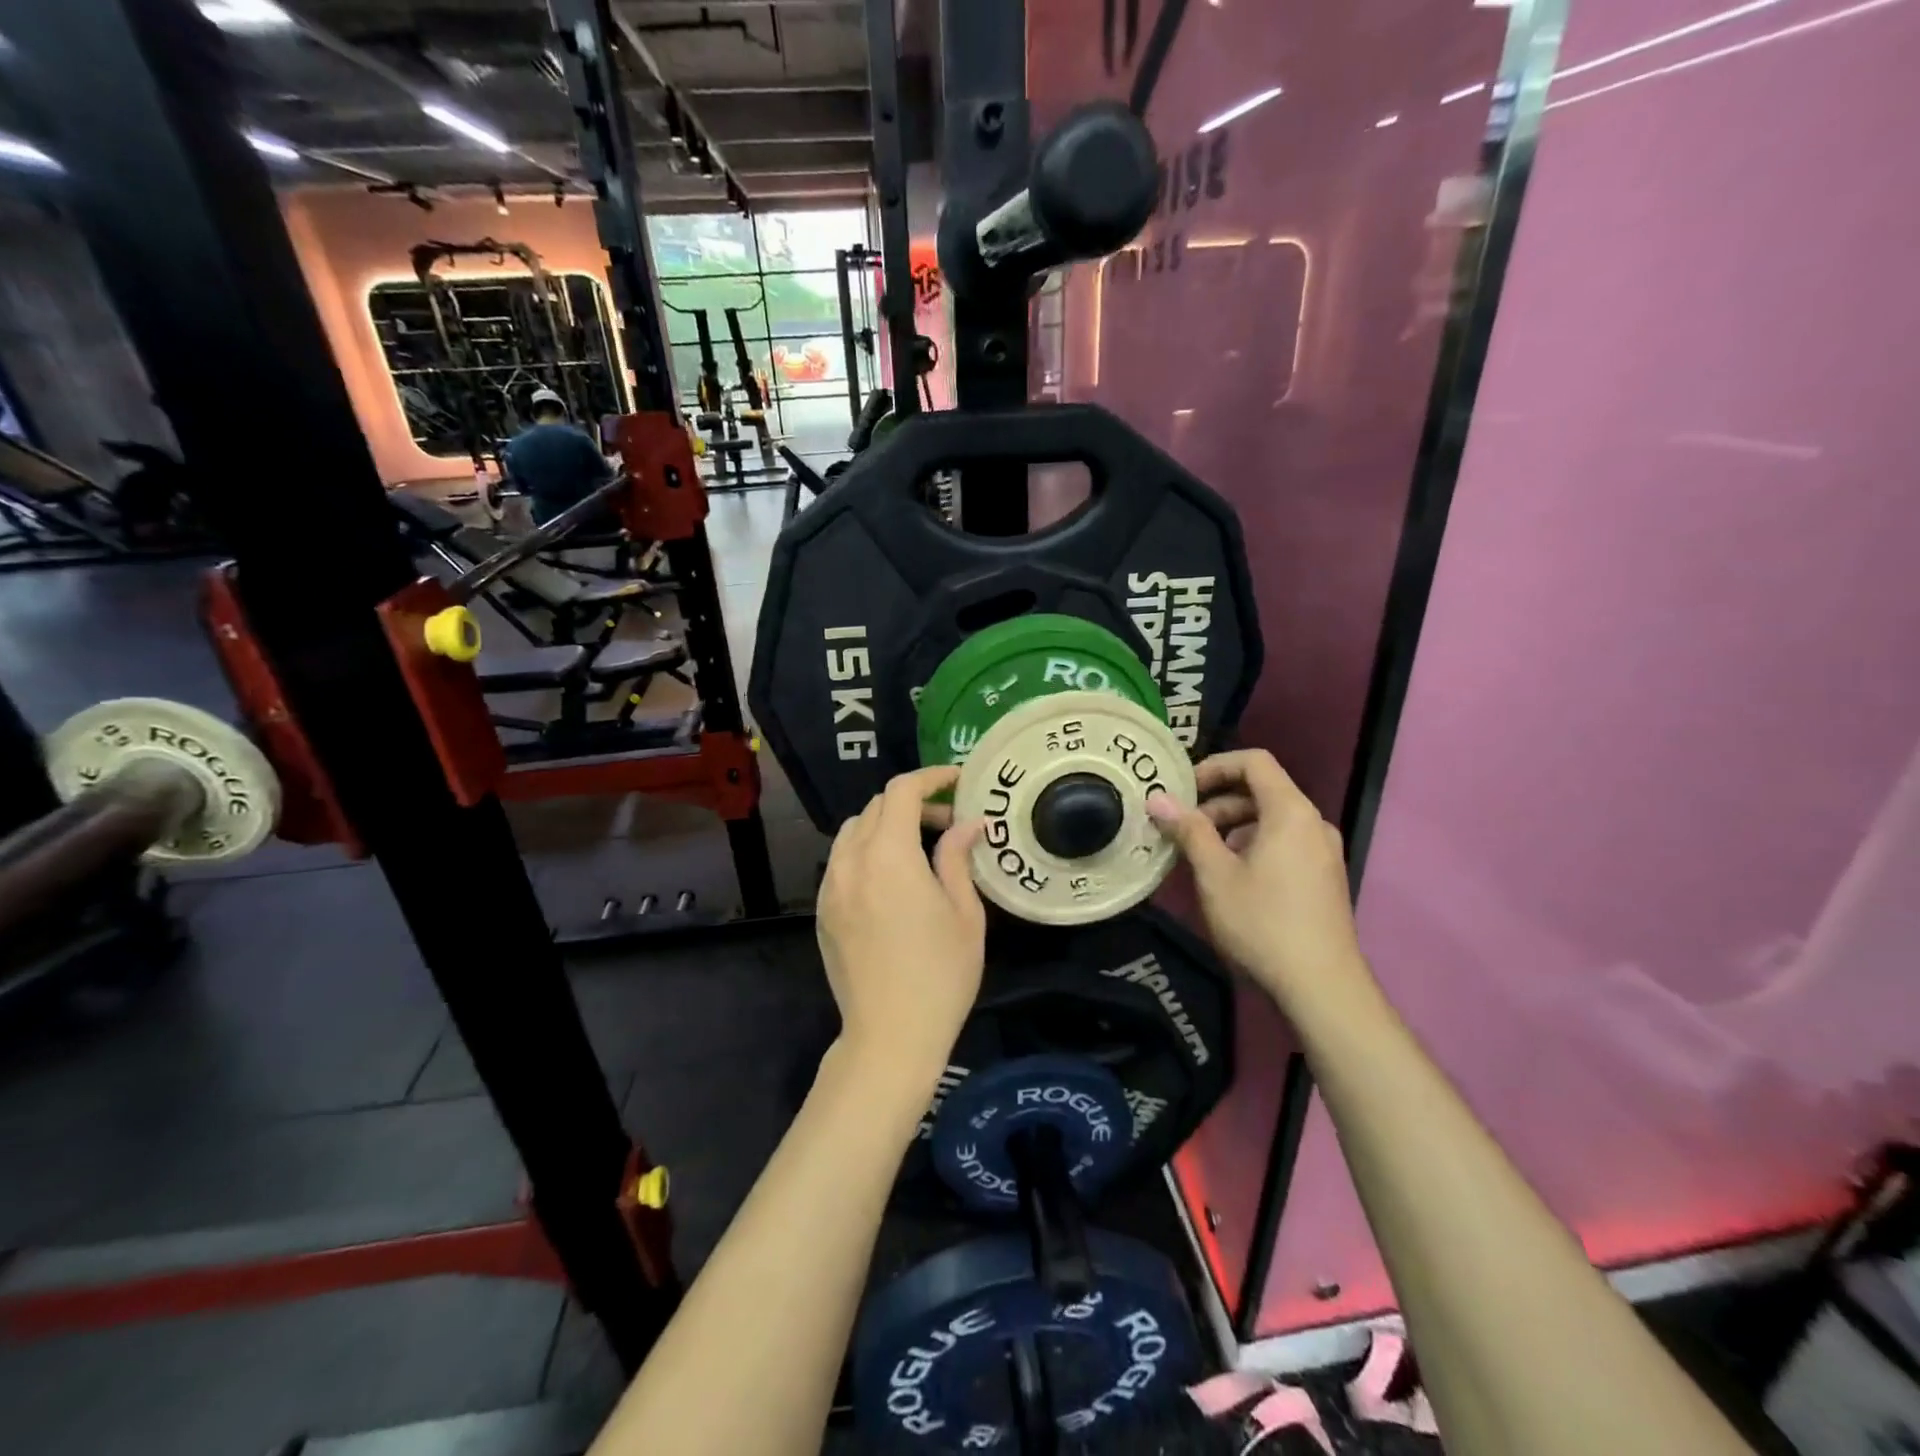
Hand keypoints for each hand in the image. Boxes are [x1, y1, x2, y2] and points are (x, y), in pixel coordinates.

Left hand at [817, 766, 985, 1085]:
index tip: (957, 781)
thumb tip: (968, 823)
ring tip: (917, 850)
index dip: (930, 777)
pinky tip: (891, 881)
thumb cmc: (941, 975)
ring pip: (853, 831)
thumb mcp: (964, 914)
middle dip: (913, 805)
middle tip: (948, 824)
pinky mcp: (822, 910)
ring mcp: (831, 886)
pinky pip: (841, 861)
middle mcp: (852, 861)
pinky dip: (866, 851)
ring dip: (885, 825)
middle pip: (875, 807)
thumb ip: (958, 858)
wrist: (890, 1036)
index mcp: (889, 856)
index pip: (901, 792)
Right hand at [1147, 750, 1369, 1011]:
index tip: (1182, 790)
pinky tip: (1229, 880)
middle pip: (1261, 791)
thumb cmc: (1262, 923)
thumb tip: (1157, 798)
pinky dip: (1252, 847)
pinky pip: (1283, 844)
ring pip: (1270, 821)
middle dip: (1216, 803)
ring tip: (1199, 858)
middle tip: (1181, 830)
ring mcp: (1323, 852)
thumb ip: (1188, 830)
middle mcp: (1313, 824)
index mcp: (1291, 812)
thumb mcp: (1215, 875)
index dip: (1214, 766)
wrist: (1321, 988)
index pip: (1254, 762)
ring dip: (1231, 828)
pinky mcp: (1323, 878)